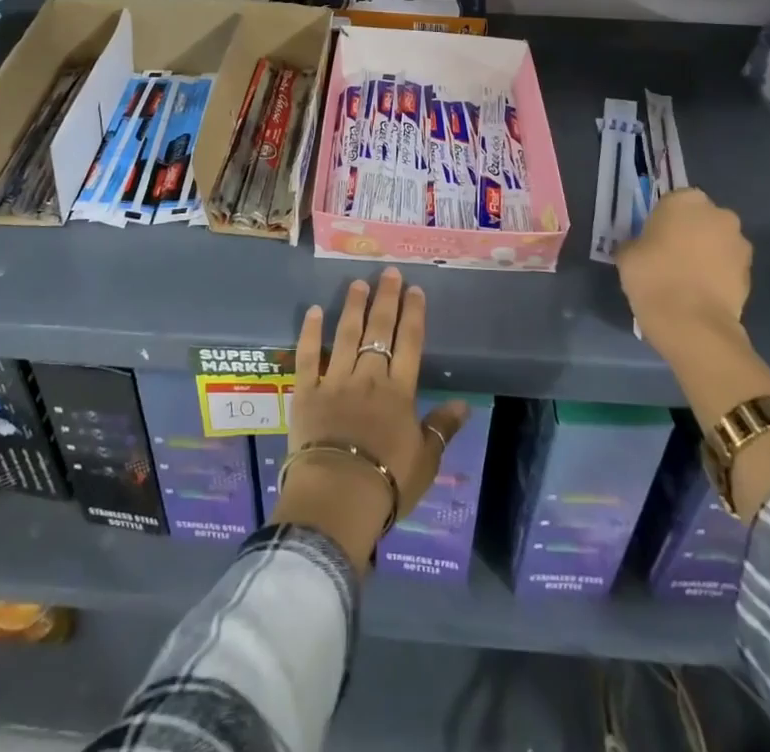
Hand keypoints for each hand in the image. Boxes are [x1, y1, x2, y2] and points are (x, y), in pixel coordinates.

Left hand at [273, 267, 469, 567]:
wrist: (337, 497)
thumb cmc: (387, 482)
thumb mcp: (425, 460)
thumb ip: (442, 428)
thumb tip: (463, 404)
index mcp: (398, 392)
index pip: (409, 343)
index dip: (412, 314)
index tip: (414, 289)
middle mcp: (368, 377)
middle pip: (378, 331)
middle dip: (385, 299)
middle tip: (388, 273)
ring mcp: (334, 381)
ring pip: (345, 335)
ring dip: (352, 307)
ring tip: (357, 283)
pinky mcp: (306, 392)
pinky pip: (307, 356)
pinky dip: (310, 332)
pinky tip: (314, 311)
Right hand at [616, 187, 751, 353]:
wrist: (692, 322)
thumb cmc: (652, 276)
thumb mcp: (627, 254)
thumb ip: (636, 242)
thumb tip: (641, 247)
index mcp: (685, 201)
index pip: (673, 201)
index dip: (663, 220)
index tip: (653, 238)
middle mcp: (718, 214)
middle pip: (701, 219)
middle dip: (690, 233)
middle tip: (670, 256)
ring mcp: (738, 243)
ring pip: (717, 242)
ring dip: (706, 253)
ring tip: (687, 278)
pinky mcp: (750, 272)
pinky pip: (728, 266)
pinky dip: (717, 274)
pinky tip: (700, 292)